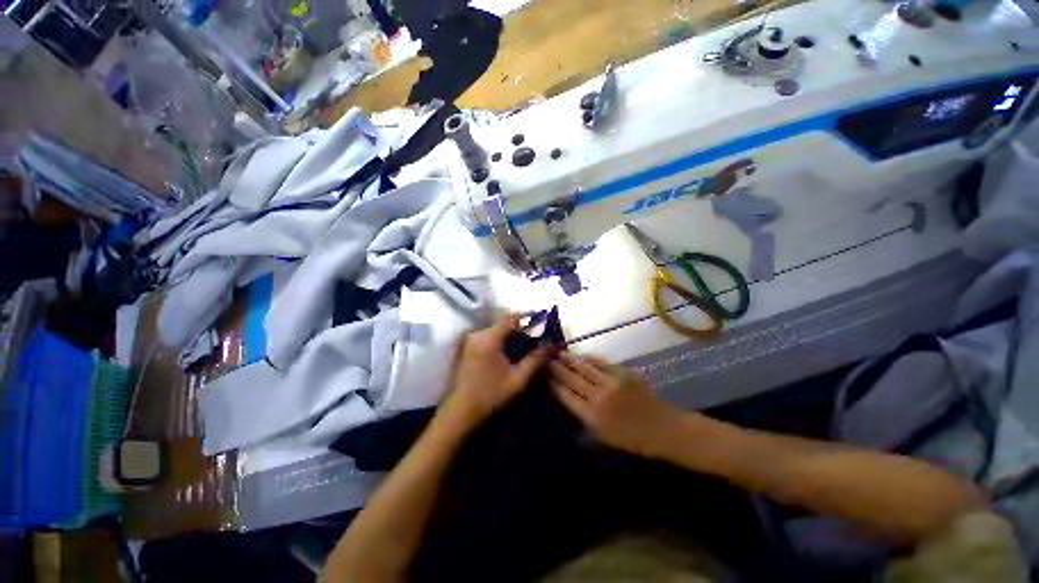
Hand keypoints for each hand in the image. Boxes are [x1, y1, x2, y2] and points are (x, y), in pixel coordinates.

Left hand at [440, 314, 550, 429]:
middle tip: (536, 340)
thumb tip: (551, 345)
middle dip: (521, 329)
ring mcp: (471, 340)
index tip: (541, 327)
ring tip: (525, 348)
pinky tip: (509, 354)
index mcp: (489, 338)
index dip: (528, 319)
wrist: (460, 412)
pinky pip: (488, 337)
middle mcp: (478, 334)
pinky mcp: (467, 348)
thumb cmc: (490, 395)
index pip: (512, 317)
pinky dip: (501, 341)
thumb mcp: (517, 379)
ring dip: (511, 336)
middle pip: (504, 323)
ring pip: (496, 330)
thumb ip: (535, 360)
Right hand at [549, 352, 683, 456]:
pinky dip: (590, 359)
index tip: (543, 376)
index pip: (566, 397)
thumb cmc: (635, 440)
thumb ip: (586, 419)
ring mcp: (610, 383)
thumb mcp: (605, 438)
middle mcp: (598, 398)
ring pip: (584, 368)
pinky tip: (582, 356)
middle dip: (557, 369)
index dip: (553, 385)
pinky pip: (601, 364)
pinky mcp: (622, 374)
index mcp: (592, 418)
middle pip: (572, 379)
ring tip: (558, 353)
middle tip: (545, 359)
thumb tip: (570, 401)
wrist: (665, 429)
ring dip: (570, 360)